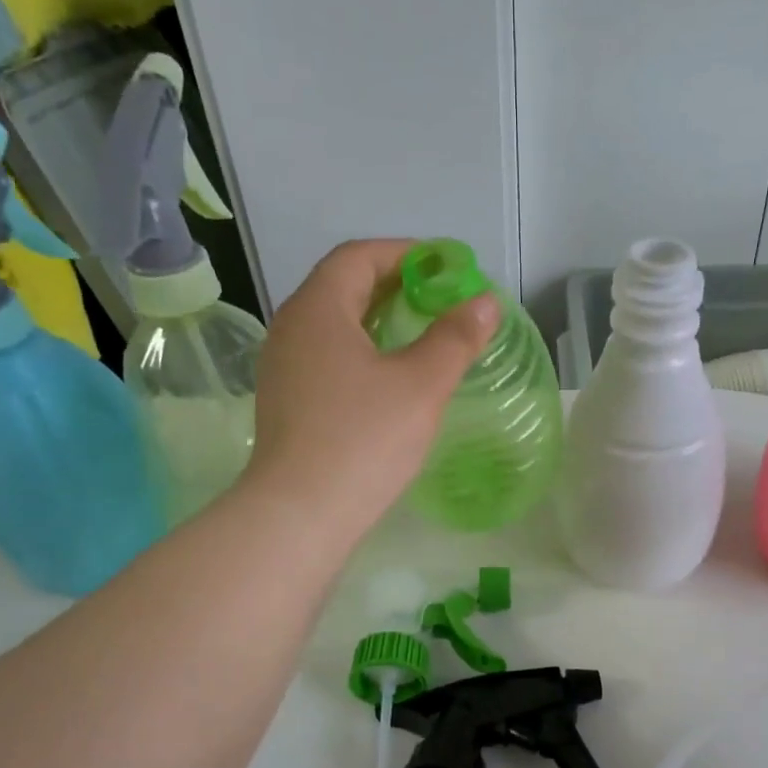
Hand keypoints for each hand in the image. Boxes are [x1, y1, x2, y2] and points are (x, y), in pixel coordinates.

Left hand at [247, 239, 499, 540]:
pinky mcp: (286, 401)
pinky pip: (326, 356)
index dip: (406, 254)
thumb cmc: (364, 439)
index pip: (359, 256)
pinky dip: (361, 351)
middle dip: (395, 286)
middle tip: (441, 301)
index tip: (447, 268)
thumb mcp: (422, 385)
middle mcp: (291, 328)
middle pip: (343, 287)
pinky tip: (389, 379)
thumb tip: (485, 302)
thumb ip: (455, 337)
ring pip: (334, 325)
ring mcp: (283, 367)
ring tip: (421, 336)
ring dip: (377, 320)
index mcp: (318, 309)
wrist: (300, 514)